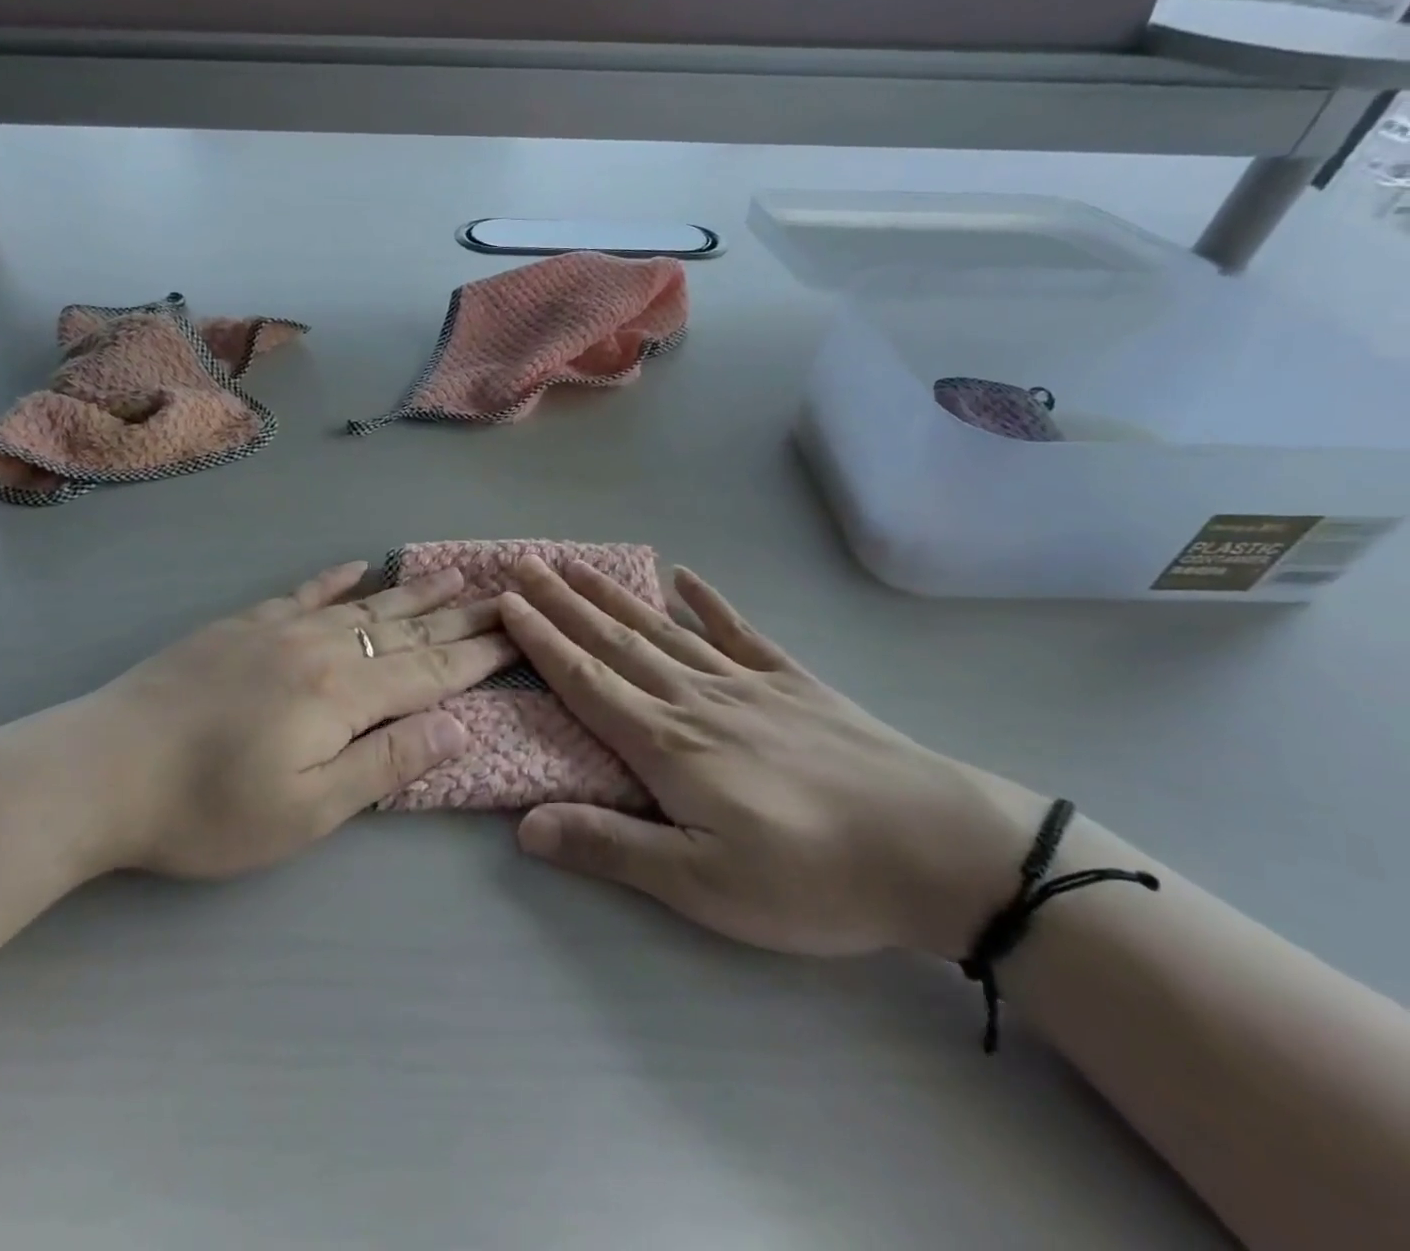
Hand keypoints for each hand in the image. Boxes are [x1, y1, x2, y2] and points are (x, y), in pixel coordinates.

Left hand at [28, 561, 515, 878]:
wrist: (100, 768)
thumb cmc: (207, 809)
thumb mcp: (307, 811)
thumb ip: (386, 764)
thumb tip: (459, 727)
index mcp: (343, 694)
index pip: (431, 669)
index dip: (478, 654)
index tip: (517, 633)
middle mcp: (321, 648)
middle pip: (406, 628)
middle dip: (461, 614)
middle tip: (504, 594)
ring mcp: (279, 629)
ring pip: (364, 604)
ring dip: (413, 590)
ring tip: (452, 573)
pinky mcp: (241, 625)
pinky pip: (303, 592)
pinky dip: (336, 579)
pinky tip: (358, 565)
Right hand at [499, 559, 1042, 959]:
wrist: (938, 849)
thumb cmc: (812, 878)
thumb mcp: (702, 884)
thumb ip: (611, 846)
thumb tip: (524, 826)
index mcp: (666, 744)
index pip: (585, 681)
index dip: (542, 640)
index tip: (507, 601)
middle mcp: (694, 698)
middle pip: (614, 642)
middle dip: (563, 602)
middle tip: (525, 563)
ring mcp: (745, 683)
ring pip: (663, 629)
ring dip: (614, 595)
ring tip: (577, 564)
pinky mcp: (793, 682)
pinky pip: (739, 631)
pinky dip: (709, 601)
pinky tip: (686, 575)